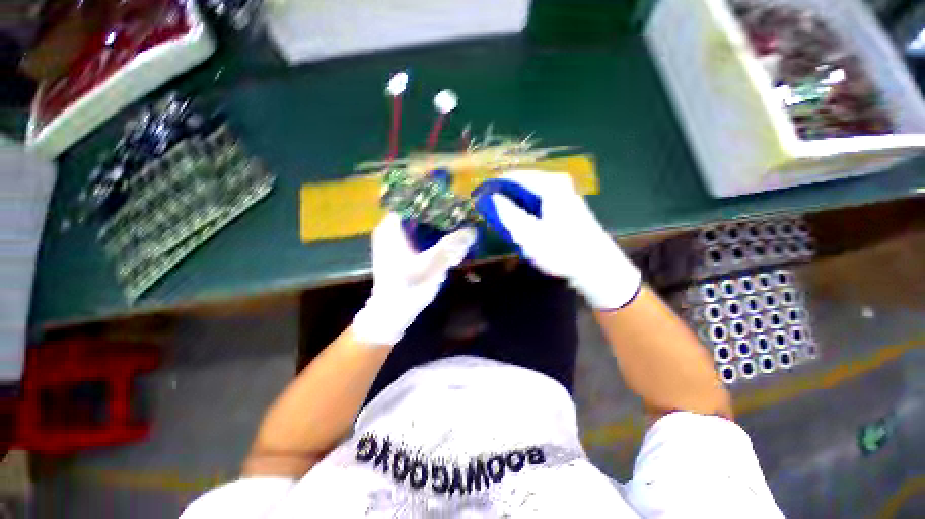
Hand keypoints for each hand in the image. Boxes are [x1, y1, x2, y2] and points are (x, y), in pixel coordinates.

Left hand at [352, 213, 475, 345]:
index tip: (453, 202)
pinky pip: (420, 236)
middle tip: (460, 216)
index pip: (412, 201)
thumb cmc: (407, 288)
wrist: (391, 313)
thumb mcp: (431, 266)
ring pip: (420, 225)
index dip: (433, 199)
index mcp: (392, 228)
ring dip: (438, 227)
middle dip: (440, 214)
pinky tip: (448, 243)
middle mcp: (391, 230)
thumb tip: (472, 230)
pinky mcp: (402, 251)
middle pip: (418, 213)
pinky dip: (434, 237)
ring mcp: (396, 241)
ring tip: (458, 227)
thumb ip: (451, 247)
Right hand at [475, 171, 640, 310]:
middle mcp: (558, 183)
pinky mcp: (566, 206)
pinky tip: (521, 223)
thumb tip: (491, 196)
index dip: (494, 186)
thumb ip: (507, 213)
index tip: (480, 197)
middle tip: (490, 212)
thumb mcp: (528, 234)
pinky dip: (526, 210)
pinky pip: (539, 201)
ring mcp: (565, 194)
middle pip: (522, 183)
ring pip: (530, 193)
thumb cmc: (561, 250)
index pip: (514, 176)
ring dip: (515, 204)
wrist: (597, 267)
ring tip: (502, 219)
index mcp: (550, 184)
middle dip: (504, 196)